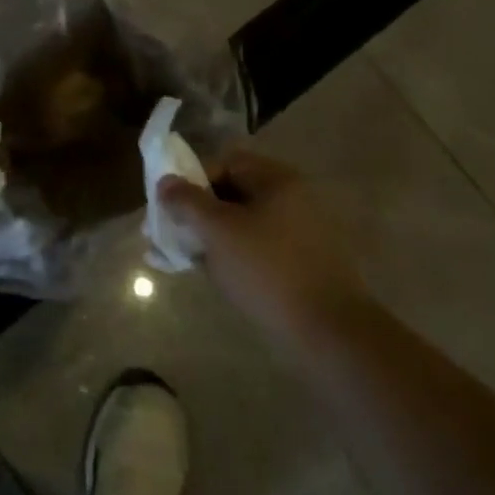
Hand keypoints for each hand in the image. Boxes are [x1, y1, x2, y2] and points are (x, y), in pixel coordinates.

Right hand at [158, 149, 364, 340]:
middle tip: (173, 235)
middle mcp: (293, 197)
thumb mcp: (218, 231)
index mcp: (276, 179)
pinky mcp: (303, 262)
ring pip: (244, 223)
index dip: (193, 181)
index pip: (225, 163)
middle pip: (233, 192)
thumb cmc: (267, 269)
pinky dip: (235, 254)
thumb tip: (165, 182)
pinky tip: (217, 275)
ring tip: (188, 260)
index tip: (171, 208)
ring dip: (213, 235)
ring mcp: (301, 231)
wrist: (329, 331)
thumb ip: (187, 202)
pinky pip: (259, 246)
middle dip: (198, 211)